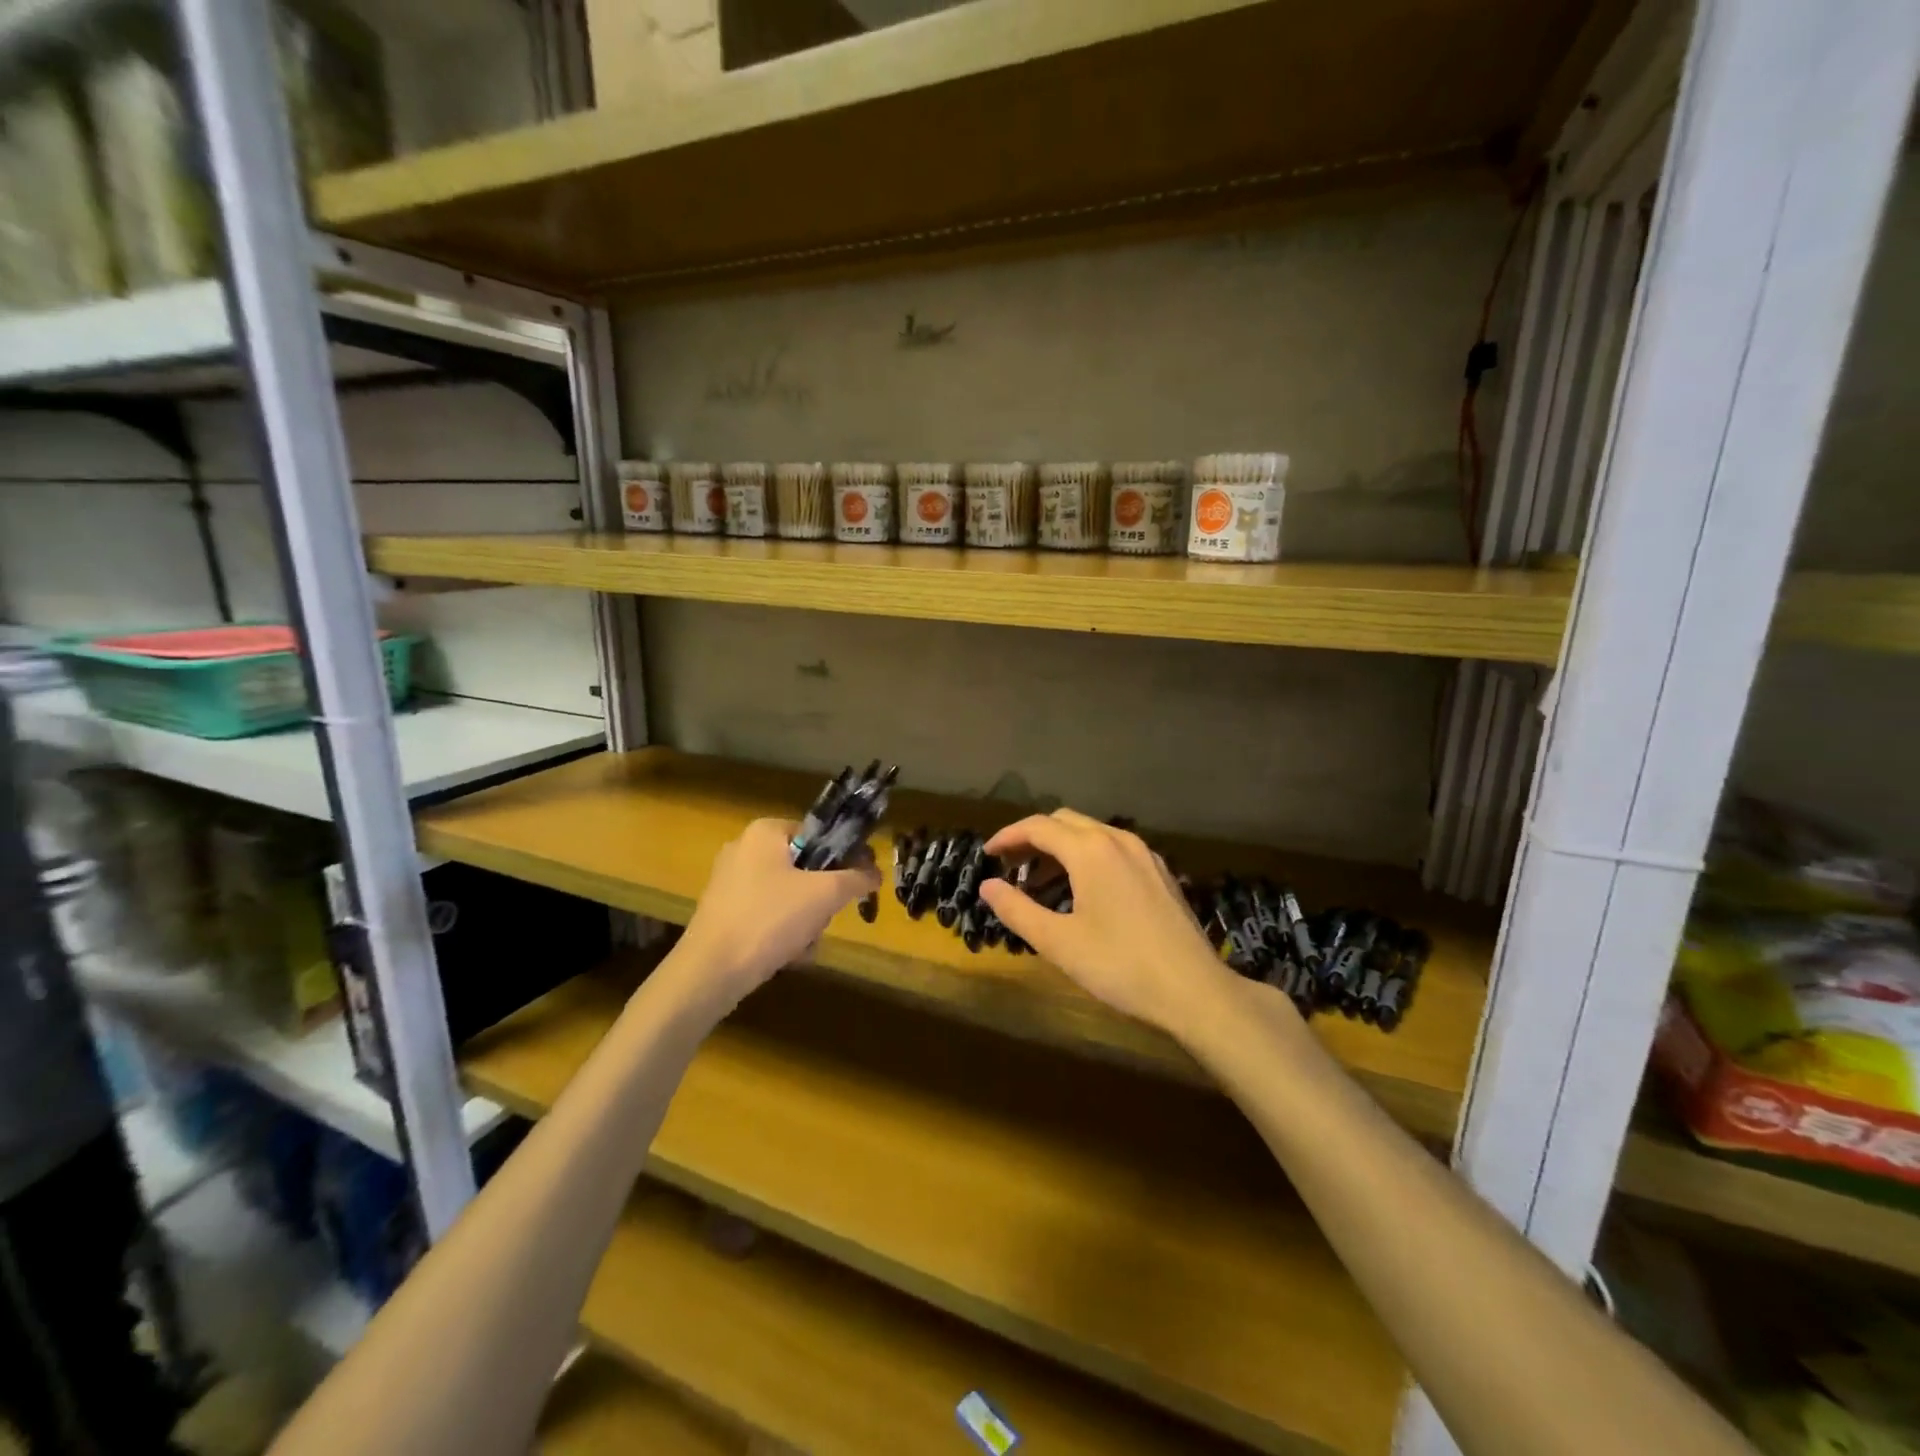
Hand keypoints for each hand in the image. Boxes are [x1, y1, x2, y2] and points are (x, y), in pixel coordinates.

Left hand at [670, 818, 880, 1012]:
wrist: (710, 972)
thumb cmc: (769, 920)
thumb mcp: (824, 895)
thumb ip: (856, 878)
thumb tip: (876, 872)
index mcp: (765, 832)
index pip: (819, 835)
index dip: (843, 859)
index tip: (856, 885)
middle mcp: (744, 849)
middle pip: (806, 868)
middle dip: (821, 900)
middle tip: (823, 919)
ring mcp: (730, 882)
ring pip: (790, 895)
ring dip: (806, 921)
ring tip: (803, 944)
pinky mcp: (723, 912)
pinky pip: (768, 914)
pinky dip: (783, 933)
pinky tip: (787, 955)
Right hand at [979, 809, 1240, 1037]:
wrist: (1195, 990)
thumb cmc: (1120, 966)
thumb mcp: (1059, 943)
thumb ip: (1017, 909)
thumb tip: (987, 886)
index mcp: (1090, 850)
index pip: (1038, 827)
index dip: (1008, 837)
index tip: (987, 855)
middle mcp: (1118, 839)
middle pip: (1064, 822)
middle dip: (1033, 838)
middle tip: (1011, 867)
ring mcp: (1144, 853)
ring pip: (1091, 834)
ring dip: (1060, 848)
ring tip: (1040, 882)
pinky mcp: (1160, 871)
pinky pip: (1113, 849)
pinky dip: (1087, 857)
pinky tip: (1082, 890)